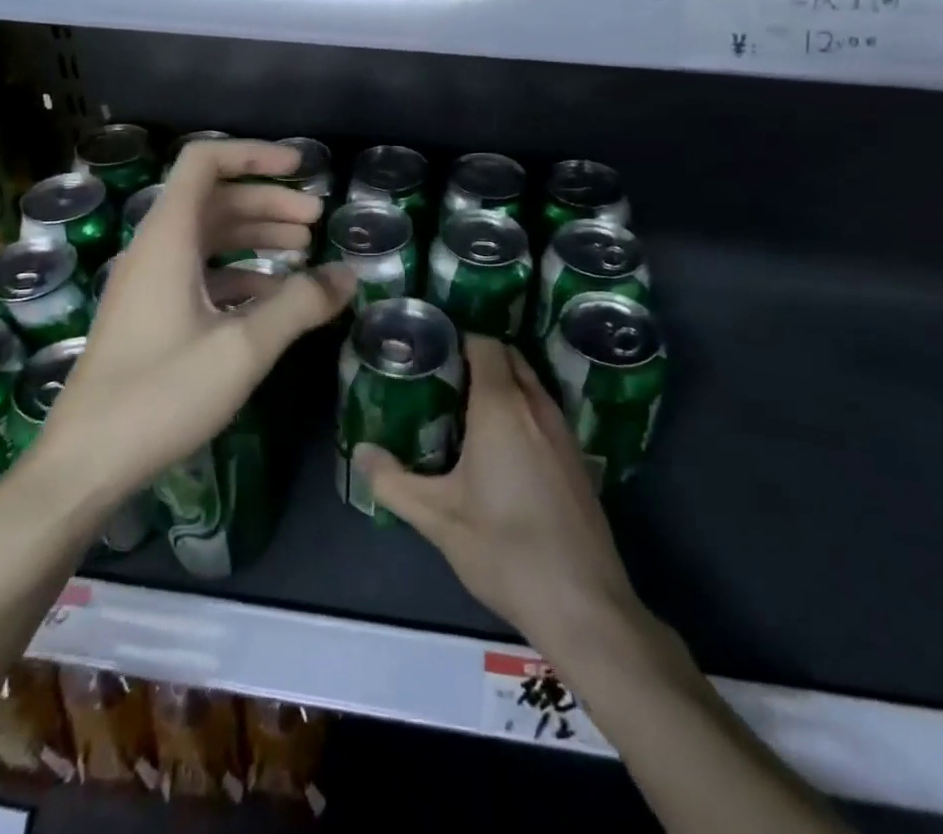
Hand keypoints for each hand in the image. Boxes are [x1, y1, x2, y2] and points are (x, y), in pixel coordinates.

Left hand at [27, 139, 352, 515]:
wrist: (85, 464)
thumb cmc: (161, 395)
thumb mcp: (243, 347)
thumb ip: (300, 304)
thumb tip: (348, 274)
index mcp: (168, 238)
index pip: (204, 162)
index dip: (254, 154)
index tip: (301, 168)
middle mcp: (155, 249)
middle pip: (215, 199)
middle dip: (268, 202)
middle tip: (317, 220)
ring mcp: (149, 284)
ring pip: (209, 238)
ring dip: (256, 235)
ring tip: (304, 250)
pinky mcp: (150, 315)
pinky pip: (200, 274)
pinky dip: (240, 273)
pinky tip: (273, 298)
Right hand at [361, 336, 638, 652]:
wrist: (582, 602)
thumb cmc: (504, 548)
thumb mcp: (437, 517)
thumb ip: (392, 481)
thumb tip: (360, 452)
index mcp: (501, 406)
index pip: (485, 344)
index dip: (458, 339)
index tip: (430, 351)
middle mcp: (536, 406)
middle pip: (510, 357)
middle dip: (479, 357)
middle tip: (442, 377)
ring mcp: (563, 431)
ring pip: (530, 383)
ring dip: (503, 382)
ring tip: (465, 406)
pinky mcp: (577, 457)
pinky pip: (544, 410)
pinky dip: (522, 408)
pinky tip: (502, 445)